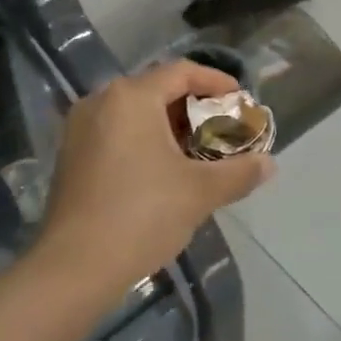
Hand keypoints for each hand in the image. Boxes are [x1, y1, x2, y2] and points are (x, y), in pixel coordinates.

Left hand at [35, 61, 274, 299]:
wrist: (74, 268)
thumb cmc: (142, 215)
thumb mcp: (200, 192)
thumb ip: (239, 172)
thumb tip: (270, 164)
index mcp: (131, 97)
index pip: (182, 72)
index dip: (216, 82)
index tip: (240, 100)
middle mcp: (100, 101)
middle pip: (157, 90)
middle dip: (194, 107)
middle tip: (222, 129)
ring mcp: (79, 129)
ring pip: (135, 113)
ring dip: (169, 126)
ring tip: (198, 151)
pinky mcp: (70, 156)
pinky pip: (115, 133)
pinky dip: (143, 140)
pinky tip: (163, 170)